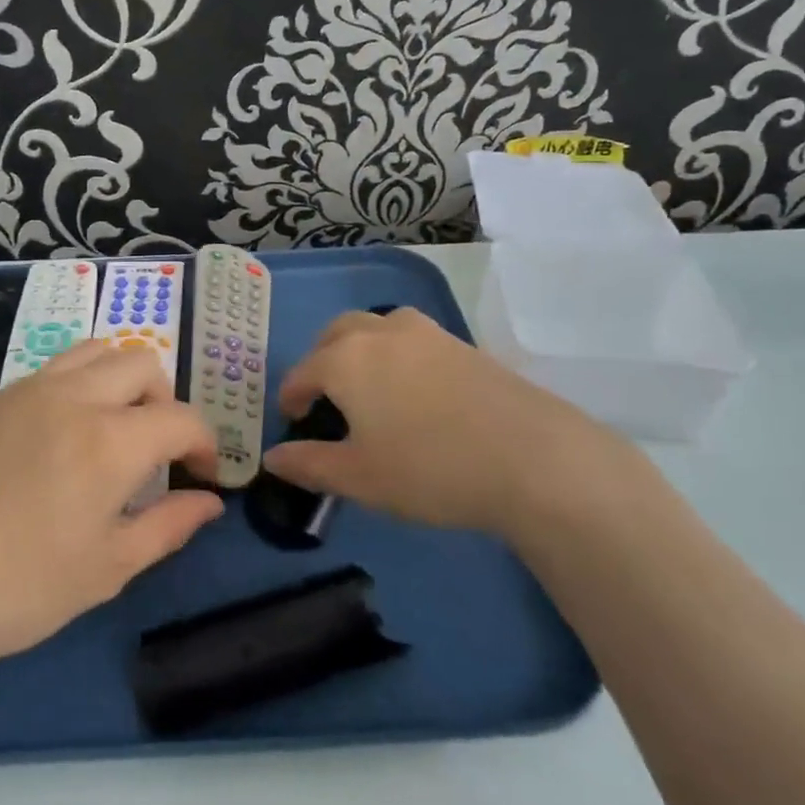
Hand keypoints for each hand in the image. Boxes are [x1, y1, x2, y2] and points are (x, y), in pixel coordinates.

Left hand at [0, 341, 222, 681]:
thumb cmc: (18, 589)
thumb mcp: (108, 569)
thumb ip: (169, 526)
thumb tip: (210, 502)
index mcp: (110, 440)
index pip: (181, 418)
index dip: (204, 444)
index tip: (201, 476)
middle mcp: (73, 397)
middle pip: (142, 363)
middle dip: (165, 400)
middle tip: (156, 450)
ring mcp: (26, 391)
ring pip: (94, 351)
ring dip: (121, 380)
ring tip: (112, 428)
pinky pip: (51, 371)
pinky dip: (77, 386)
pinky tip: (57, 439)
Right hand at [260, 308, 640, 537]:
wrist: (531, 457)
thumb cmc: (429, 469)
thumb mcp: (359, 478)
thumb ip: (309, 464)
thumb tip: (272, 458)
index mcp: (346, 359)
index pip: (302, 371)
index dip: (291, 397)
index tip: (293, 421)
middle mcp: (380, 333)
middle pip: (336, 333)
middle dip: (321, 360)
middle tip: (325, 397)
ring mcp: (426, 333)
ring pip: (377, 327)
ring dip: (360, 349)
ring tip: (368, 387)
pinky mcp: (463, 343)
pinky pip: (412, 339)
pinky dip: (397, 355)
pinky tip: (414, 392)